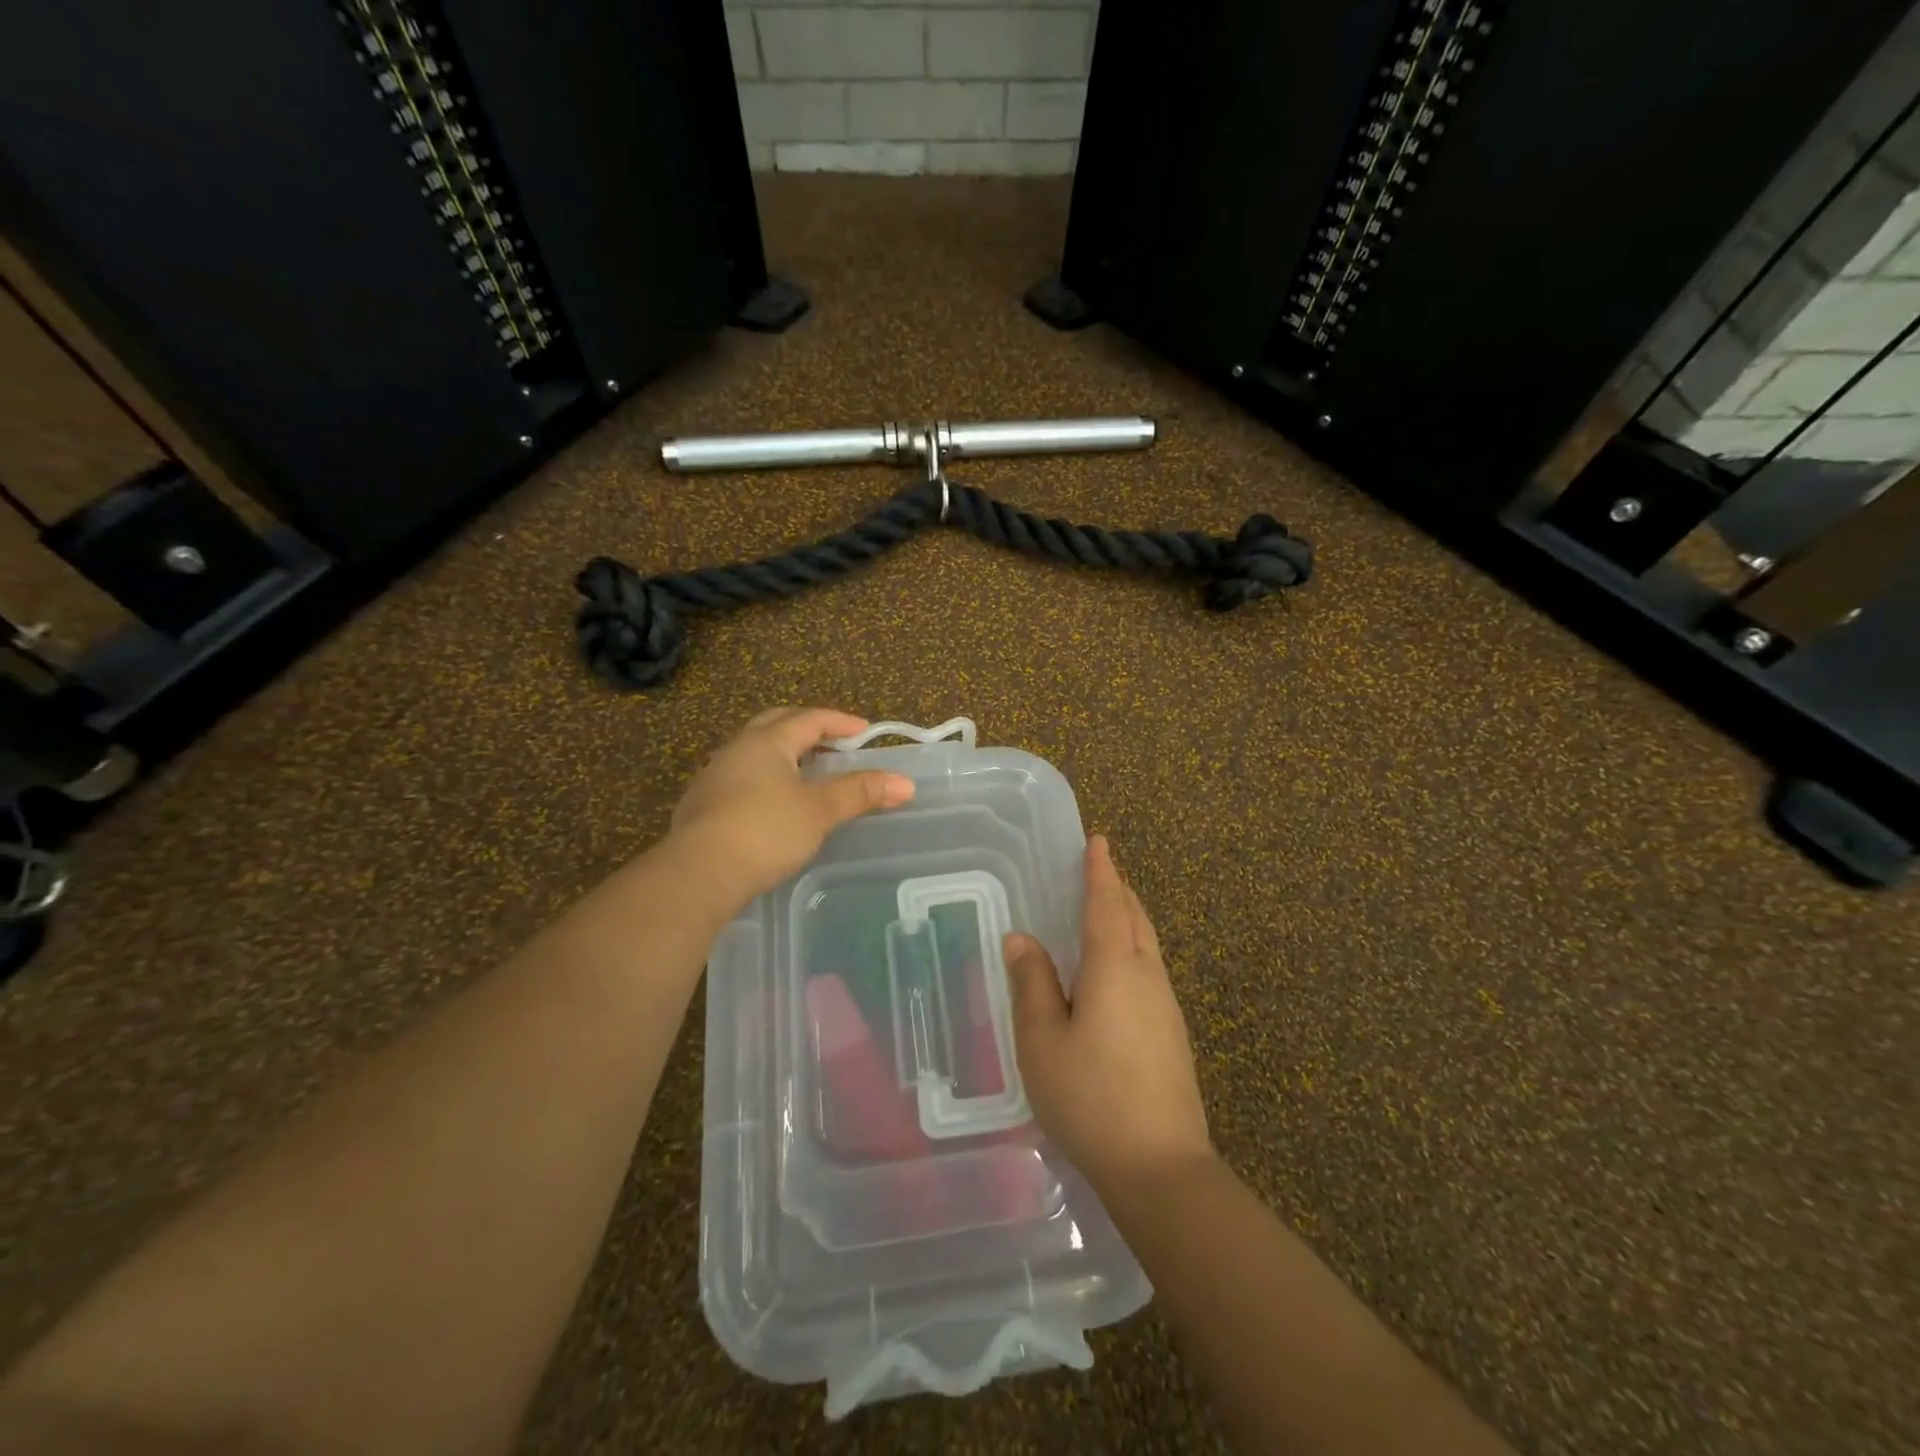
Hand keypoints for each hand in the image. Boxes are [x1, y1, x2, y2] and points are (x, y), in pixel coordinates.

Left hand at [669, 707, 914, 907]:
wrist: (698, 873)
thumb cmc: (766, 830)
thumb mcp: (820, 810)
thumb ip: (860, 793)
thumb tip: (906, 783)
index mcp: (766, 741)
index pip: (809, 718)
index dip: (840, 722)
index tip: (865, 732)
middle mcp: (737, 749)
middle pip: (775, 724)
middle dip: (806, 728)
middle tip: (832, 742)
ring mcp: (714, 777)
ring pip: (753, 751)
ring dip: (782, 754)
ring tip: (805, 773)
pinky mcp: (701, 806)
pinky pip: (739, 778)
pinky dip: (763, 779)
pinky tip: (772, 803)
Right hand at [1005, 835, 1212, 1192]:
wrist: (1161, 1168)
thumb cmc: (1091, 1097)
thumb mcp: (1043, 1041)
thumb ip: (1032, 984)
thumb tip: (1021, 939)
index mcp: (1115, 967)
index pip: (1107, 904)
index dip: (1101, 871)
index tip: (1099, 841)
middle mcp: (1147, 976)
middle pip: (1135, 917)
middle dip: (1118, 889)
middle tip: (1100, 869)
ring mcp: (1167, 1006)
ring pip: (1148, 944)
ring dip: (1128, 918)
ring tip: (1107, 910)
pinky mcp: (1173, 1034)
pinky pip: (1150, 969)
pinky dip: (1133, 948)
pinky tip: (1117, 971)